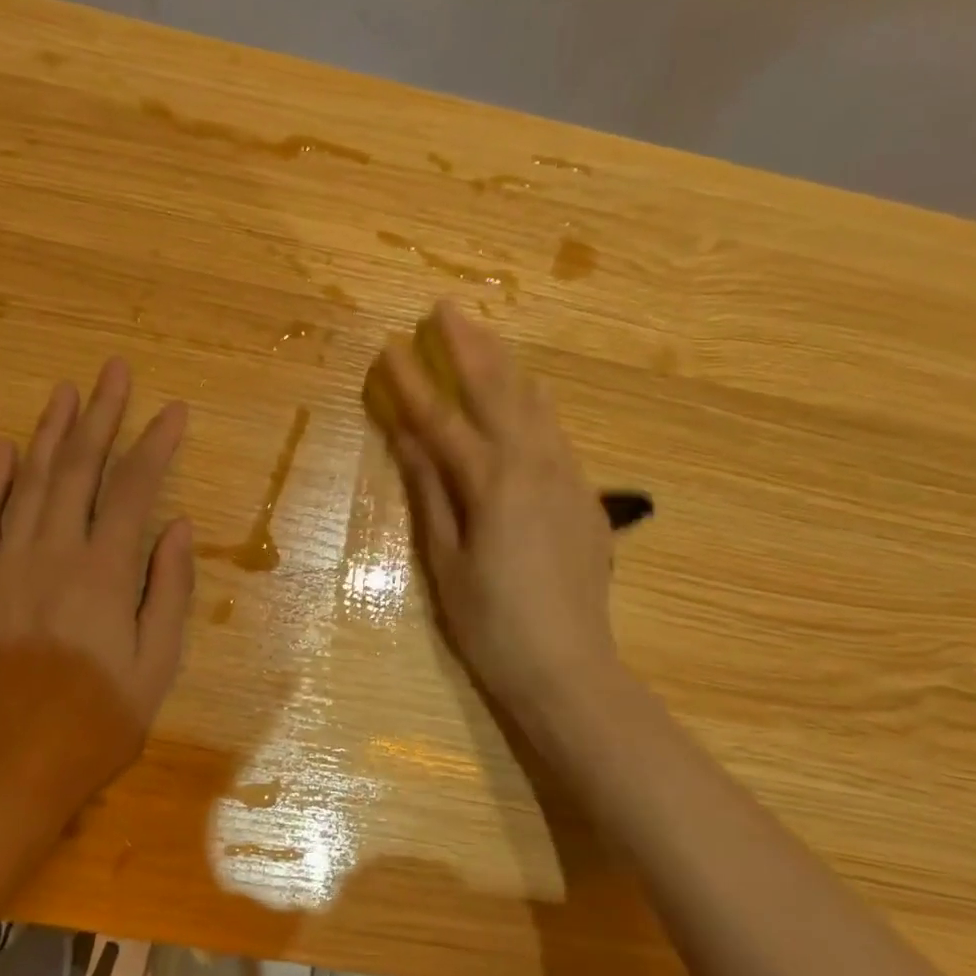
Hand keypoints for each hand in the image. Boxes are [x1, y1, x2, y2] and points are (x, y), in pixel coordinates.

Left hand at [0, 358, 192, 824]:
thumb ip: (168, 590)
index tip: (173, 410)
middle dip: (101, 416)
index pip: (134, 491)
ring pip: (27, 483)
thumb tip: (176, 527)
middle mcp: (51, 556)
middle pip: (78, 470)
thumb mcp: (157, 666)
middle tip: (114, 370)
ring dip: (48, 433)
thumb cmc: (97, 725)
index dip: (155, 445)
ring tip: (67, 391)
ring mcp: (2, 567)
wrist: (7, 774)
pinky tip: (2, 450)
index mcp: (103, 575)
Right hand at [369, 302, 618, 727]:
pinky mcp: (586, 497)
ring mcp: (568, 478)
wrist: (569, 668)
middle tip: (446, 307)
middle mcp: (534, 466)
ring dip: (506, 365)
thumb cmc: (492, 625)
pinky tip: (530, 393)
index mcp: (491, 483)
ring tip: (485, 334)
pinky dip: (536, 403)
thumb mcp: (446, 561)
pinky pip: (557, 433)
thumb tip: (408, 436)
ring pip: (536, 404)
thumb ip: (430, 492)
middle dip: (469, 346)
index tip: (388, 345)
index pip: (442, 418)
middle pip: (498, 391)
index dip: (411, 382)